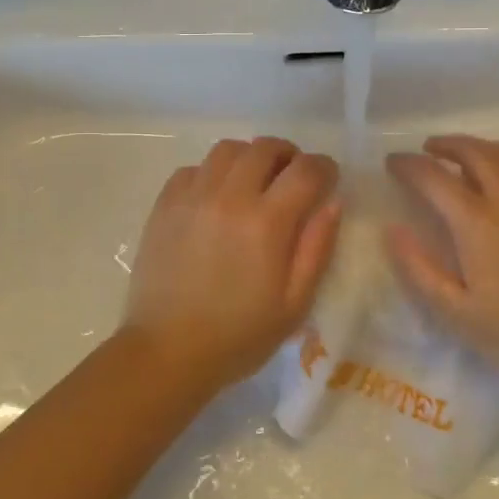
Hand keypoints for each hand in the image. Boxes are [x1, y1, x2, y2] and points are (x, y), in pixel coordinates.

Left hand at [123, 137, 341, 392]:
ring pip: (228, 149)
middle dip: (289, 156)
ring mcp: (193, 196)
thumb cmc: (240, 334)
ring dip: (250, 158)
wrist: (167, 352)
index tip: (327, 180)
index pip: (306, 170)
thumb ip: (317, 247)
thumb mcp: (295, 302)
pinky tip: (217, 198)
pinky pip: (194, 168)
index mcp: (267, 222)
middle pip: (266, 146)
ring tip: (254, 183)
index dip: (324, 168)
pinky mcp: (165, 204)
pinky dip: (213, 173)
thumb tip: (332, 202)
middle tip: (292, 180)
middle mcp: (230, 197)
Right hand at [385, 135, 498, 403]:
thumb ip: (418, 268)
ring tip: (476, 151)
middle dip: (448, 145)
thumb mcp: (453, 311)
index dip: (409, 165)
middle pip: (475, 153)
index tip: (393, 161)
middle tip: (430, 148)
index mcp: (475, 222)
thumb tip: (393, 229)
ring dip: (490, 146)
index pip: (434, 179)